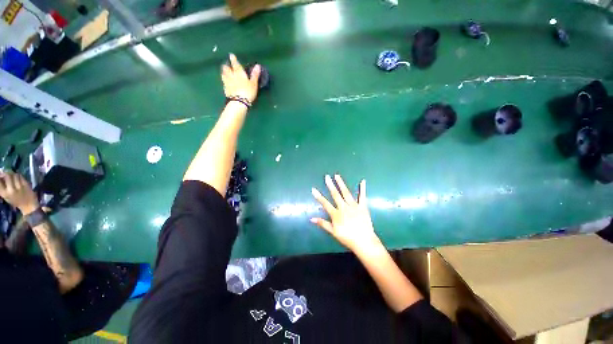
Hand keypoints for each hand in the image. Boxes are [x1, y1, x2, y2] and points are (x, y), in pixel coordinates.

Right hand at [0, 171, 39, 214]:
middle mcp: (11, 190)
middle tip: (7, 174)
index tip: (1, 174)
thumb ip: (2, 187)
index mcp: (4, 193)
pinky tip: (18, 178)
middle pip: (7, 175)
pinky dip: (19, 176)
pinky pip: (21, 176)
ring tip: (13, 177)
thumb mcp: (6, 196)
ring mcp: (19, 187)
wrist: (28, 205)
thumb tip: (0, 175)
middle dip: (7, 173)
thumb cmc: (15, 201)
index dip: (0, 176)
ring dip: (14, 174)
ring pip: (15, 175)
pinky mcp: (26, 185)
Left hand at [221, 53, 260, 102]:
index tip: (231, 55)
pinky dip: (224, 81)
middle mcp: (231, 75)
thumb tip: (258, 65)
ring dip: (224, 72)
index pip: (235, 64)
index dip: (233, 59)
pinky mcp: (225, 89)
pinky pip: (224, 82)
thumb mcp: (253, 83)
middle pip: (226, 68)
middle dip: (226, 66)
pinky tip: (226, 82)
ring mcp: (227, 82)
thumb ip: (255, 75)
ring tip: (225, 72)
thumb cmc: (248, 91)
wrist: (239, 102)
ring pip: (223, 74)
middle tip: (227, 65)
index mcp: (238, 73)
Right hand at [311, 174, 381, 253]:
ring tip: (337, 176)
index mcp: (336, 214)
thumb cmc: (347, 238)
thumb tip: (311, 219)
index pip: (325, 203)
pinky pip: (362, 196)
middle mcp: (344, 207)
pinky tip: (363, 181)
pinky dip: (362, 188)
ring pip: (346, 193)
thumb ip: (323, 224)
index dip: (318, 196)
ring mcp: (354, 206)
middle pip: (335, 195)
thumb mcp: (333, 232)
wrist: (364, 241)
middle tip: (327, 177)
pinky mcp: (362, 207)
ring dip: (341, 184)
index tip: (313, 189)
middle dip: (330, 185)